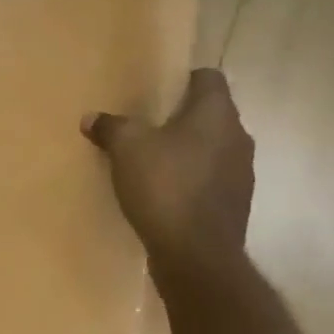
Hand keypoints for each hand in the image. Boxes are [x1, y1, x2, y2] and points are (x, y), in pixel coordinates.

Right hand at [84, 68, 255, 280]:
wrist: (196, 255)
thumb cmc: (165, 186)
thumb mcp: (126, 149)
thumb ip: (110, 127)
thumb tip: (91, 118)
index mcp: (217, 114)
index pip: (209, 78)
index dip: (184, 79)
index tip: (158, 91)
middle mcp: (238, 138)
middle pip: (211, 114)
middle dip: (182, 117)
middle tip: (147, 125)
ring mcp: (241, 174)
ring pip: (213, 148)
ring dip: (188, 151)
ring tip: (152, 160)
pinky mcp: (234, 205)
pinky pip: (211, 179)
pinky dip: (191, 180)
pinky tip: (163, 192)